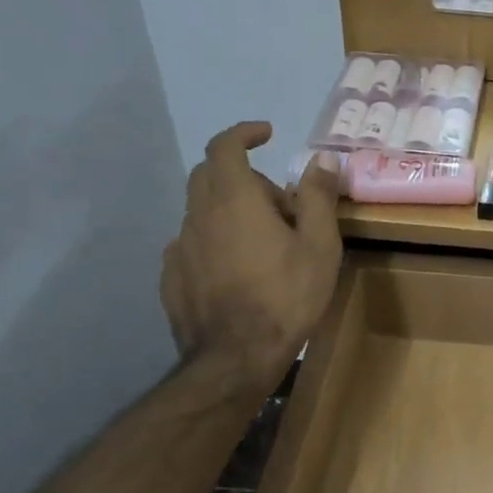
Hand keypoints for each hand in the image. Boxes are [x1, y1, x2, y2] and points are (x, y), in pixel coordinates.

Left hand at [160, 123, 342, 399]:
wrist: (236, 359)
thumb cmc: (286, 295)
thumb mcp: (320, 244)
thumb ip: (318, 196)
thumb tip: (321, 159)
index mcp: (234, 199)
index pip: (224, 146)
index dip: (244, 133)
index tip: (266, 134)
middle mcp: (199, 215)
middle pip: (210, 175)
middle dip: (244, 175)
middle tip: (279, 203)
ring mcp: (180, 247)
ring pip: (202, 210)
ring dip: (230, 210)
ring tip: (264, 242)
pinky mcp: (172, 277)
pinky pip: (193, 243)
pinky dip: (215, 240)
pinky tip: (237, 269)